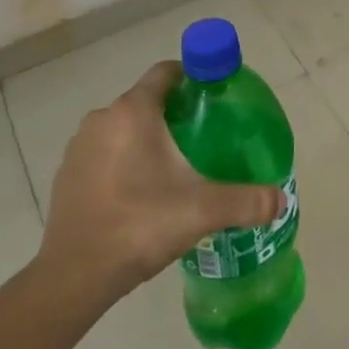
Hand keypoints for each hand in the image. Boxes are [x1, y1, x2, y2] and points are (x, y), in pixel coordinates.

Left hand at [35, 61, 285, 305]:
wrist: (74, 276)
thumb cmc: (140, 224)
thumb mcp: (203, 211)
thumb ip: (247, 201)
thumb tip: (280, 201)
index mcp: (134, 112)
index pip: (166, 72)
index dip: (194, 77)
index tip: (215, 98)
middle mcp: (103, 119)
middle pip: (147, 101)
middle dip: (176, 114)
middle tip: (205, 139)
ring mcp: (80, 147)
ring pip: (124, 128)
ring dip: (148, 139)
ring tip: (176, 169)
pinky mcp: (67, 174)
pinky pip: (104, 154)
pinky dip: (124, 162)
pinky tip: (142, 194)